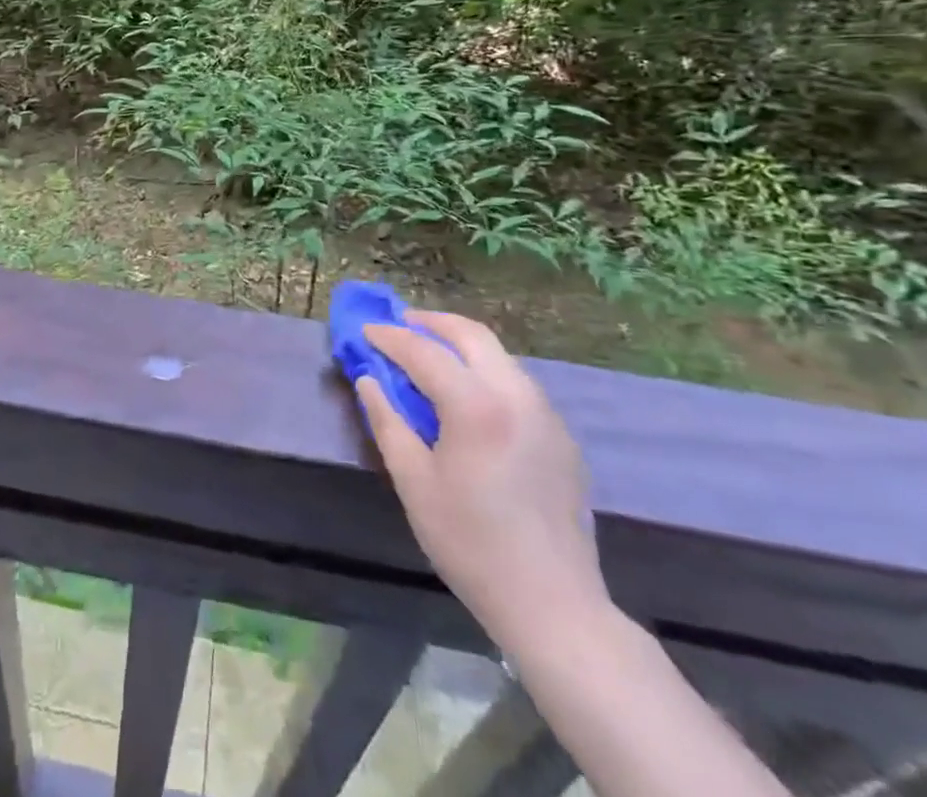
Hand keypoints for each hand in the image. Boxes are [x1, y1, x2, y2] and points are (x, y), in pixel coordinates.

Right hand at [358, 311, 609, 650]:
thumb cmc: (471, 544)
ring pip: (499, 355)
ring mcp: (546, 414)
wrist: (554, 605)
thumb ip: (387, 422)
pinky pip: (517, 382)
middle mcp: (516, 396)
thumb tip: (369, 380)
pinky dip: (486, 370)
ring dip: (461, 344)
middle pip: (472, 335)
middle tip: (400, 325)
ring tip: (430, 354)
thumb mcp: (414, 483)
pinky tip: (468, 395)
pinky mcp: (561, 436)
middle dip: (431, 322)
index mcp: (477, 406)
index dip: (390, 337)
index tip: (365, 331)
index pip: (424, 351)